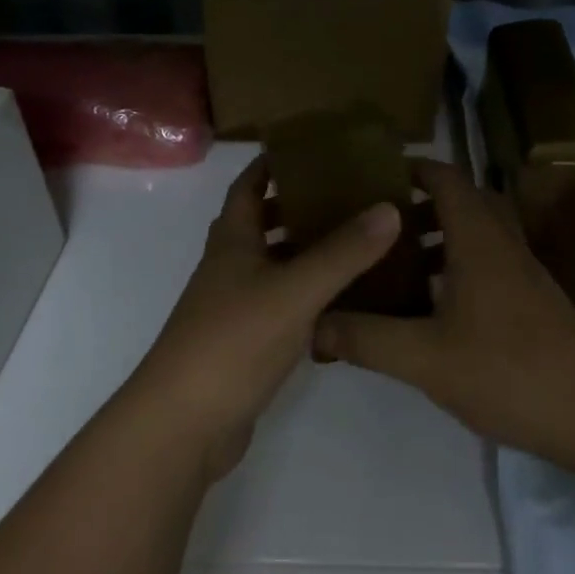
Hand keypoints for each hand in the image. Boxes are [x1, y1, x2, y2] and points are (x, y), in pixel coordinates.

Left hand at [129, 157, 401, 480]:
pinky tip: (344, 300)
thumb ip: (343, 252)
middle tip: (349, 195)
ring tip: (358, 241)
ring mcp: (235, 306)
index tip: (311, 150)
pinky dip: (309, 294)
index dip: (272, 163)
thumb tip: (389, 207)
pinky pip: (282, 304)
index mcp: (232, 240)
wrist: (185, 423)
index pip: (248, 185)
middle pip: (262, 222)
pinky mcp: (246, 342)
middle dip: (299, 205)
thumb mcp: (294, 290)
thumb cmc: (233, 341)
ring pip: (275, 265)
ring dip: (308, 250)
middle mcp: (230, 266)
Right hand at [313, 159, 574, 471]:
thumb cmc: (510, 371)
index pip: (445, 177)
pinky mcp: (532, 301)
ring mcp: (522, 272)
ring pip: (474, 234)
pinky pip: (486, 263)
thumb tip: (312, 323)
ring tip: (393, 264)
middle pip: (460, 201)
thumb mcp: (425, 359)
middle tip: (374, 224)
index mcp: (478, 238)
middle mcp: (502, 243)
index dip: (410, 168)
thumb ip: (366, 339)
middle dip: (416, 205)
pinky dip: (455, 267)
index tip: (370, 176)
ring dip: (436, 238)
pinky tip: (430, 308)